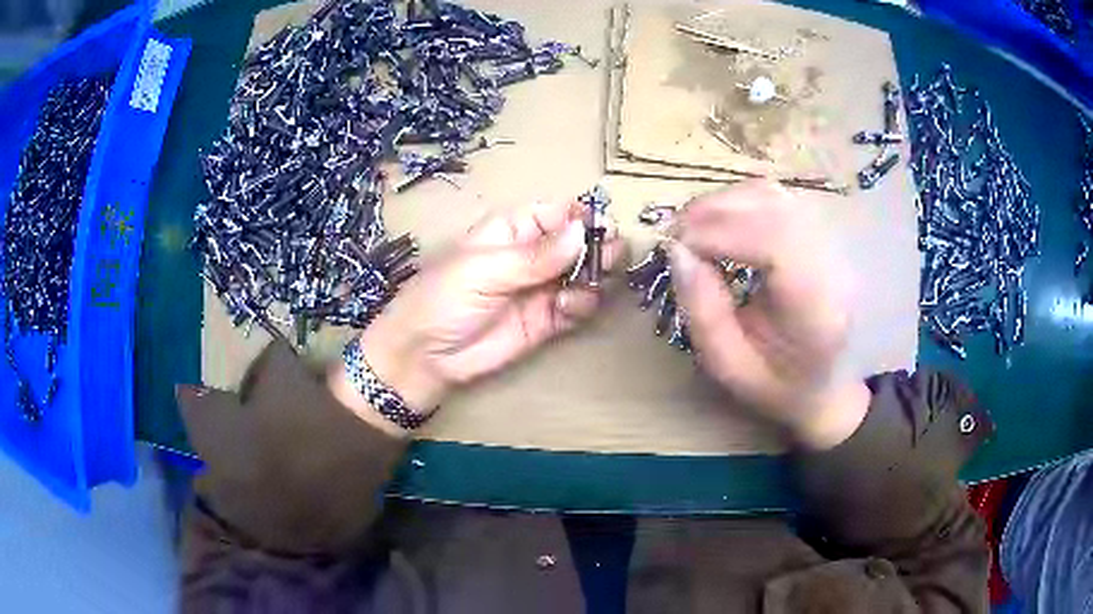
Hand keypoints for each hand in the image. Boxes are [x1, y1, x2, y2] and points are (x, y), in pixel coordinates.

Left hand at [332, 199, 622, 430]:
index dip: (581, 216)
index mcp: (511, 230)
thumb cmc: (442, 299)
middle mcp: (531, 256)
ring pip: (582, 275)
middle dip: (597, 246)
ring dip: (595, 276)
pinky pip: (576, 308)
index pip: (556, 213)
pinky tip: (570, 307)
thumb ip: (535, 256)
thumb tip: (581, 231)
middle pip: (576, 243)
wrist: (425, 358)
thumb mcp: (484, 270)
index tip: (603, 225)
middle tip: (613, 254)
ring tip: (593, 283)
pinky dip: (583, 305)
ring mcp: (540, 290)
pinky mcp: (546, 322)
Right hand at [670, 181, 869, 449]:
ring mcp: (830, 241)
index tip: (675, 248)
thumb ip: (703, 313)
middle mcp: (831, 262)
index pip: (773, 241)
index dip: (718, 233)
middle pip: (771, 206)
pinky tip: (719, 224)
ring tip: (692, 229)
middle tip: (675, 236)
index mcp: (816, 305)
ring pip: (771, 194)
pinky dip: (738, 202)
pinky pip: (775, 197)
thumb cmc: (778, 385)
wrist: (825, 383)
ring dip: (723, 203)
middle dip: (712, 212)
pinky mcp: (820, 230)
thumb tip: (677, 251)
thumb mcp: (730, 366)